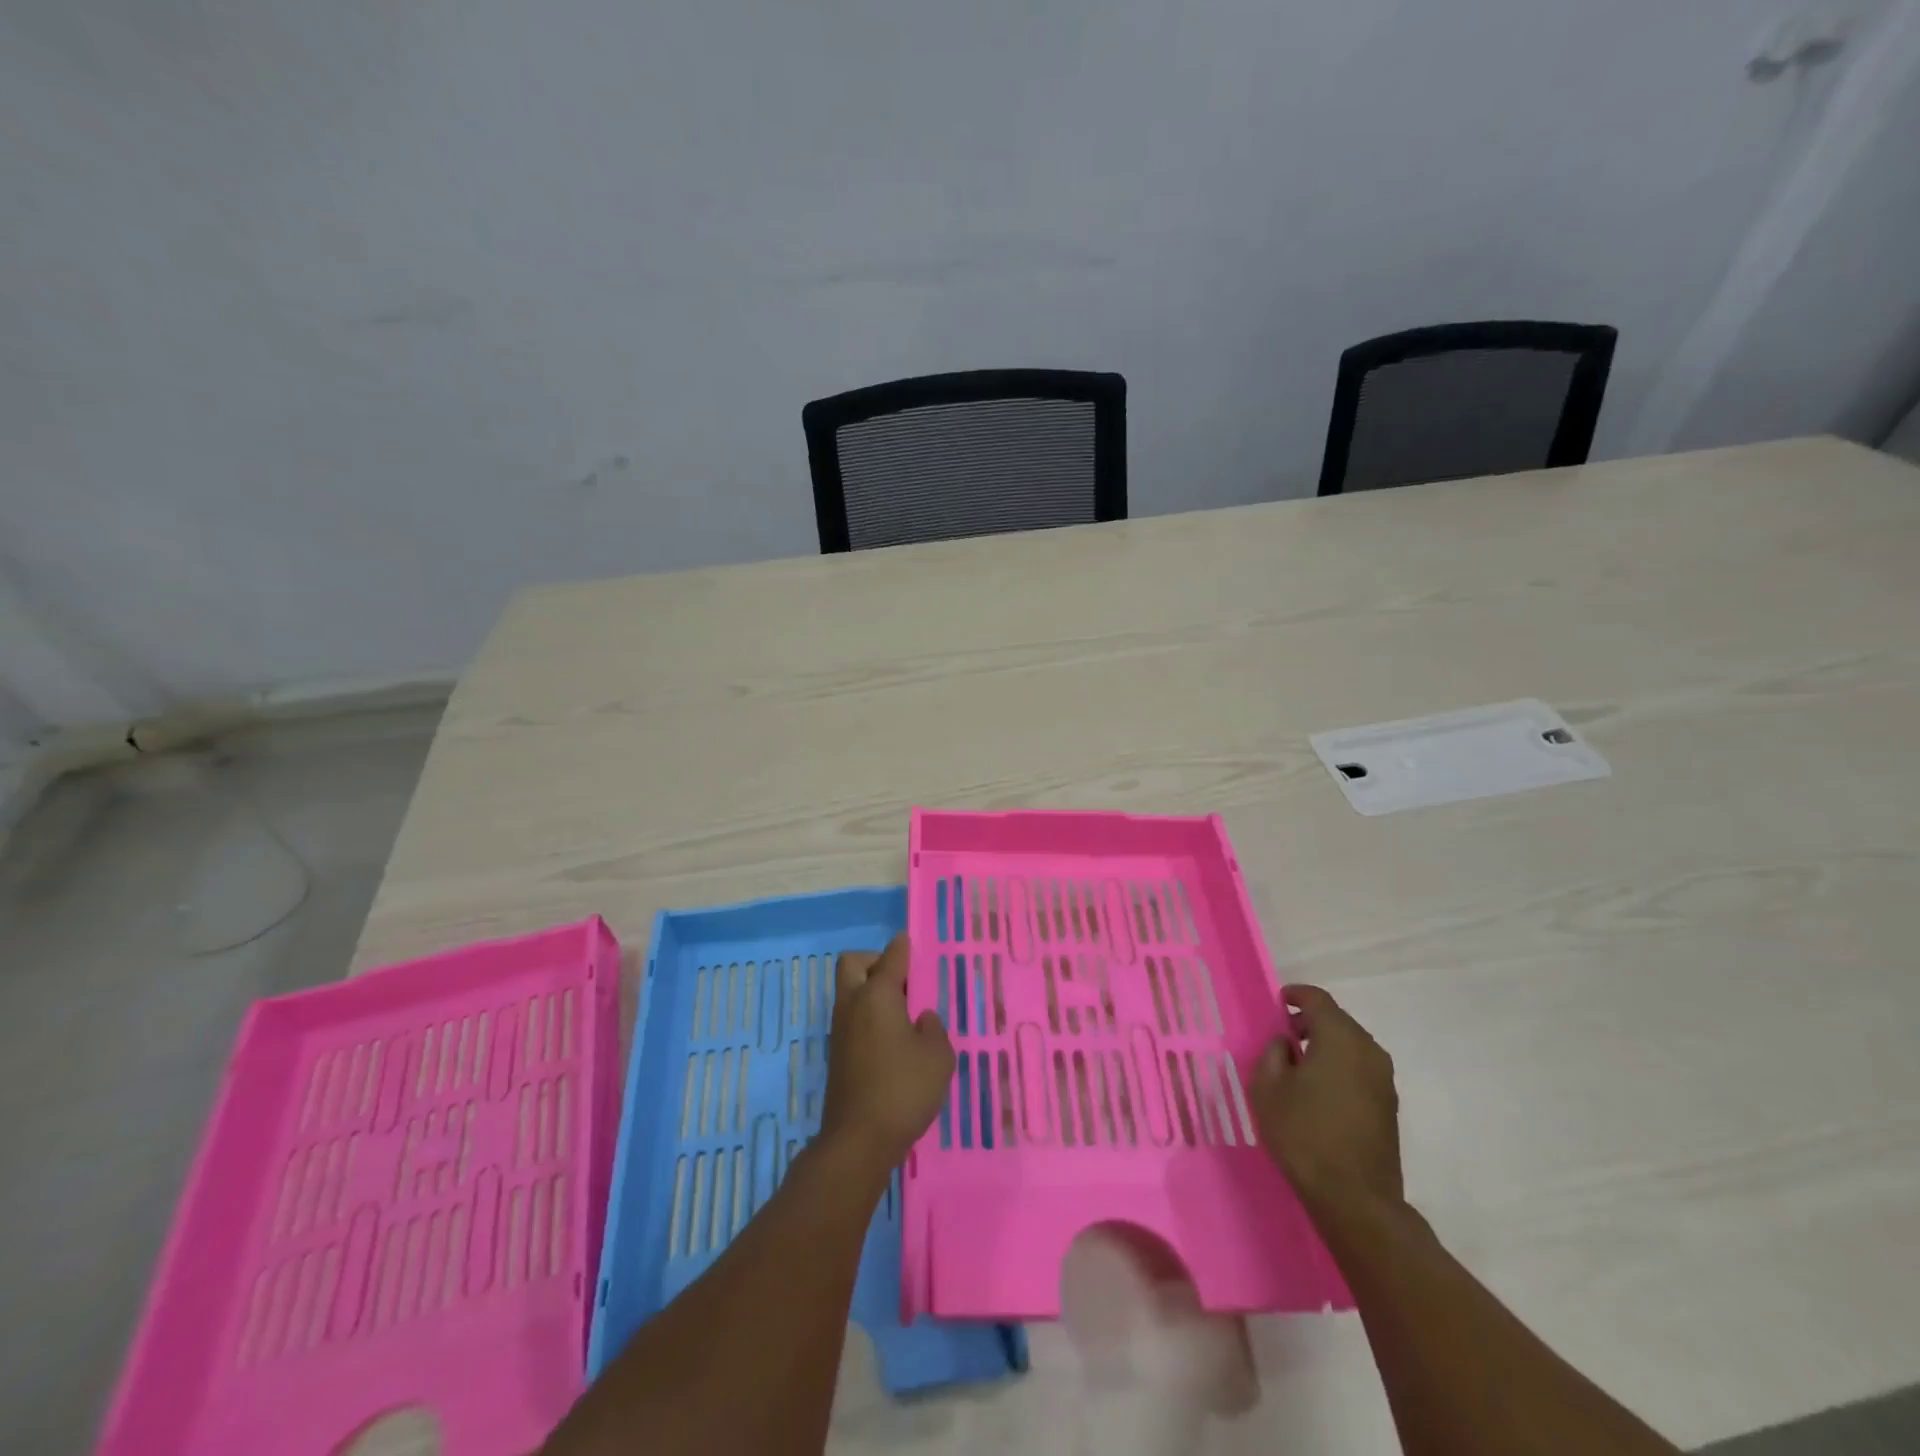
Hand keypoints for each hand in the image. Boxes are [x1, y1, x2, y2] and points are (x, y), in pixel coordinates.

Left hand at [821, 935, 954, 1171]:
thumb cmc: (904, 1089)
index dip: (904, 947)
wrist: (858, 1139)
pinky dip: (868, 1015)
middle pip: (854, 963)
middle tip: (903, 982)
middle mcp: (853, 1003)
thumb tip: (922, 1019)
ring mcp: (840, 1028)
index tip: (913, 944)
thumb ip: (934, 1028)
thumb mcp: (938, 1056)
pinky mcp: (837, 1053)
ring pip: (849, 990)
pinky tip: (892, 1039)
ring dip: (870, 990)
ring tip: (903, 1013)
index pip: (891, 956)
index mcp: (878, 994)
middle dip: (876, 962)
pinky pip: (851, 1016)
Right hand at [1250, 984, 1402, 1217]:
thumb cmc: (1304, 1133)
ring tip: (1298, 1066)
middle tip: (1283, 1036)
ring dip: (1326, 1047)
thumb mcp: (1268, 1086)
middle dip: (1310, 1023)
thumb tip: (1287, 1044)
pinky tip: (1319, 1091)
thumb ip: (1274, 1053)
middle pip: (1338, 1022)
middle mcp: (1368, 1051)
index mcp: (1340, 1038)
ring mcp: (1384, 1080)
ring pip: (1351, 1047)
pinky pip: (1359, 1071)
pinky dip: (1339, 1068)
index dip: (1296, 995)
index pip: (1318, 1000)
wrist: (1355, 1198)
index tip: (1278, 1002)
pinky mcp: (1389, 1107)